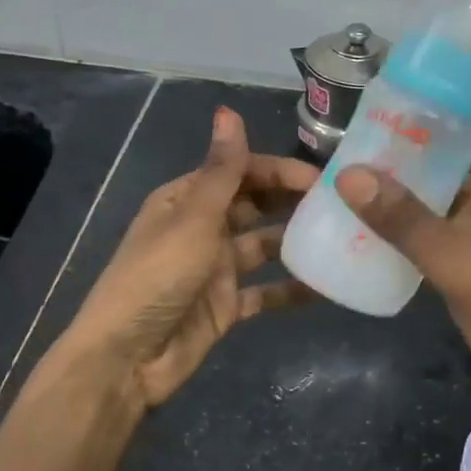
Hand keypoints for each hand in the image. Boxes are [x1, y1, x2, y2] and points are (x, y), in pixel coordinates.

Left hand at [64, 107, 316, 413]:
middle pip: (255, 206)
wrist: (127, 359)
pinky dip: (292, 289)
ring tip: (343, 240)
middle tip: (342, 205)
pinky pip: (266, 291)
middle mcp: (202, 229)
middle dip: (292, 202)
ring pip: (264, 246)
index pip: (240, 172)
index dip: (279, 171)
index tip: (323, 179)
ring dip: (296, 242)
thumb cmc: (157, 278)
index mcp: (186, 200)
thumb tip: (228, 111)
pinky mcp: (226, 305)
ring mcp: (215, 269)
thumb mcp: (193, 219)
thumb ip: (221, 171)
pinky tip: (327, 286)